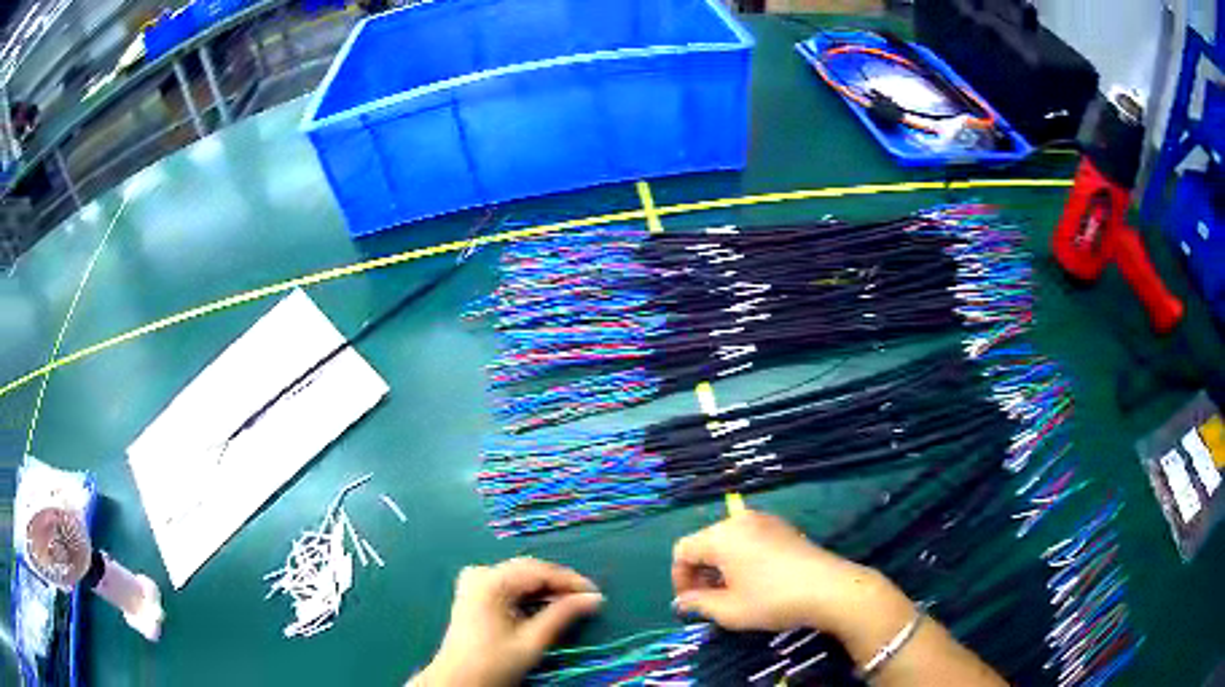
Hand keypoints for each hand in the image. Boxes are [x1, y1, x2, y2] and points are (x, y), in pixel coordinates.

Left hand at [412, 558, 603, 686]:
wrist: (458, 680)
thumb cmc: (493, 663)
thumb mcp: (532, 641)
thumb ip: (562, 615)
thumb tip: (593, 599)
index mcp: (490, 581)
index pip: (539, 571)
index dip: (570, 581)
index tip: (596, 594)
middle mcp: (480, 573)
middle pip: (528, 570)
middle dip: (559, 583)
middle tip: (587, 599)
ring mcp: (474, 581)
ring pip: (519, 576)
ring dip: (545, 588)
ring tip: (571, 603)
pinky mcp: (474, 592)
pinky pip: (508, 583)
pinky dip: (529, 593)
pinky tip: (544, 605)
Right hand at [671, 510, 910, 637]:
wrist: (829, 588)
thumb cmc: (772, 600)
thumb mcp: (729, 610)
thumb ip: (698, 604)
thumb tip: (681, 602)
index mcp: (721, 536)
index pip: (683, 550)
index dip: (679, 577)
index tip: (688, 602)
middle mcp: (740, 520)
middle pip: (705, 542)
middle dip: (700, 571)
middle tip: (708, 600)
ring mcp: (764, 520)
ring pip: (727, 540)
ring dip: (720, 565)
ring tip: (731, 592)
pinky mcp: (783, 527)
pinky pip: (749, 538)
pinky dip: (741, 557)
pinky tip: (755, 580)